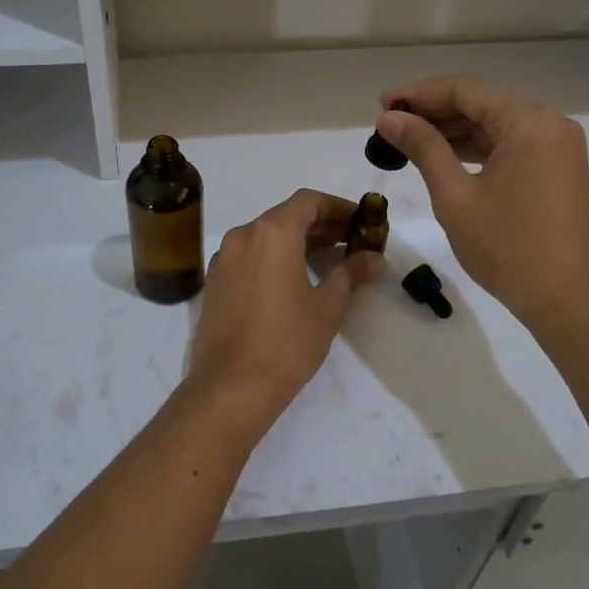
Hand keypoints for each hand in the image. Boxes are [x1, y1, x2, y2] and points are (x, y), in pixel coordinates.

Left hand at [185, 190, 384, 435]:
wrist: (230, 386)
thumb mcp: (328, 307)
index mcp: (272, 233)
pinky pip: (248, 256)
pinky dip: (272, 257)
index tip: (361, 222)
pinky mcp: (214, 282)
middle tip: (350, 241)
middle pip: (286, 216)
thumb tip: (374, 258)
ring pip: (265, 235)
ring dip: (295, 241)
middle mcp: (243, 236)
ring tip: (326, 261)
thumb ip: (351, 274)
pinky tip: (292, 280)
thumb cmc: (287, 342)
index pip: (308, 201)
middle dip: (320, 224)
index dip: (338, 207)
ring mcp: (224, 259)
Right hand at [374, 77, 588, 328]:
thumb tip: (390, 118)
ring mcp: (557, 146)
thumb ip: (423, 148)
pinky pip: (510, 144)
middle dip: (434, 111)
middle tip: (390, 125)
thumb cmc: (507, 247)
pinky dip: (476, 148)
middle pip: (482, 102)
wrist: (566, 299)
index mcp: (528, 122)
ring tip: (408, 140)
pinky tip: (443, 157)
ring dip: (453, 130)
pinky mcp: (557, 168)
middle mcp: (549, 123)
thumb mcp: (455, 195)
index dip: (419, 93)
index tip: (382, 105)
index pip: (465, 90)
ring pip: (495, 124)